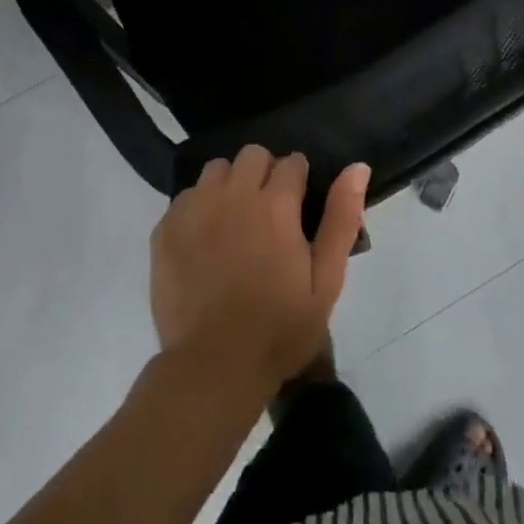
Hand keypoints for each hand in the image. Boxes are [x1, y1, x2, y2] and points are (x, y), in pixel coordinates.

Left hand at [150, 147, 369, 397]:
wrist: (214, 368)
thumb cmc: (279, 329)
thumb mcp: (325, 281)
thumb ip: (341, 219)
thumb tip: (357, 167)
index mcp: (275, 204)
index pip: (292, 162)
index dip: (298, 181)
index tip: (297, 206)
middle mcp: (233, 194)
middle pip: (252, 154)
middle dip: (265, 173)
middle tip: (268, 212)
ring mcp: (195, 208)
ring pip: (216, 169)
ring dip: (229, 185)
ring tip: (234, 221)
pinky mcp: (165, 228)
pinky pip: (186, 196)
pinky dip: (198, 208)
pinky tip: (204, 241)